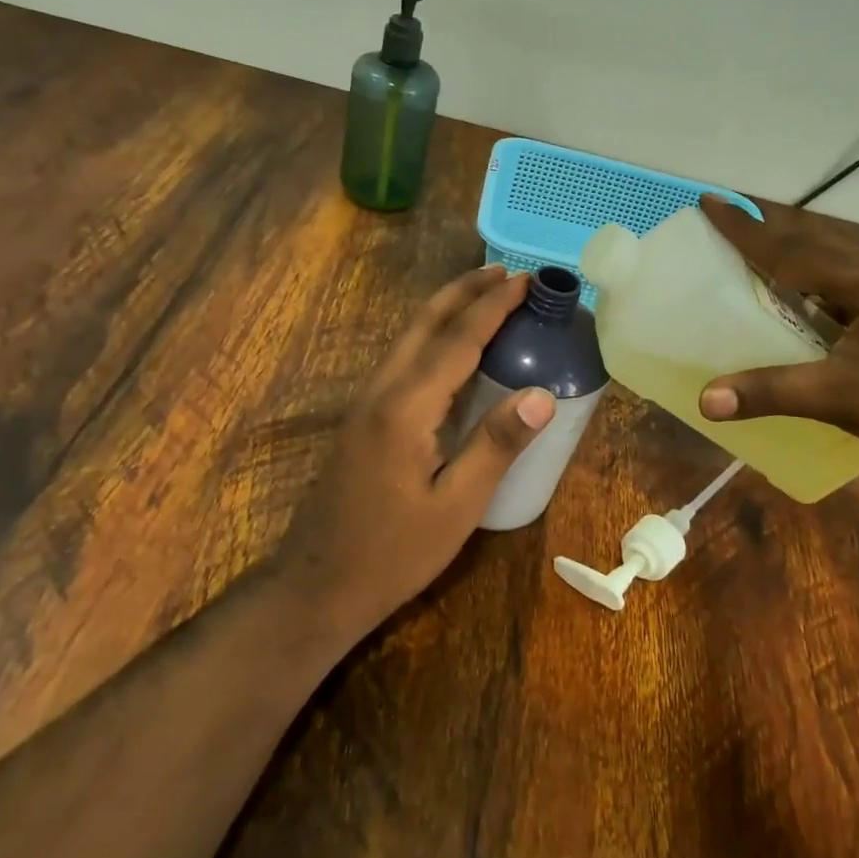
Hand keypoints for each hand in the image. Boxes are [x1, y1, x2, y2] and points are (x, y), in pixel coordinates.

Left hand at [277, 265, 555, 639]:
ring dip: (446, 310)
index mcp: (406, 407)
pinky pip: (402, 360)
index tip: (527, 280)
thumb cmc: (393, 553)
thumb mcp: (456, 506)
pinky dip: (432, 337)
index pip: (457, 339)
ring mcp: (365, 404)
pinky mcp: (362, 419)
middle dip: (464, 291)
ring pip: (408, 337)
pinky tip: (450, 350)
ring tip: (483, 296)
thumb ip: (496, 445)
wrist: (317, 585)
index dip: (494, 306)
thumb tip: (541, 394)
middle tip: (506, 272)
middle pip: (424, 322)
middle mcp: (381, 391)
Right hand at [696, 196, 858, 482]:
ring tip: (756, 251)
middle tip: (726, 219)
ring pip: (832, 262)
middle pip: (813, 241)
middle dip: (767, 229)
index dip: (745, 227)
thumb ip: (773, 393)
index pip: (790, 249)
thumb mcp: (844, 399)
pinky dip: (811, 283)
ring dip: (792, 252)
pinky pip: (844, 287)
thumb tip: (704, 400)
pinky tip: (802, 301)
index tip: (709, 201)